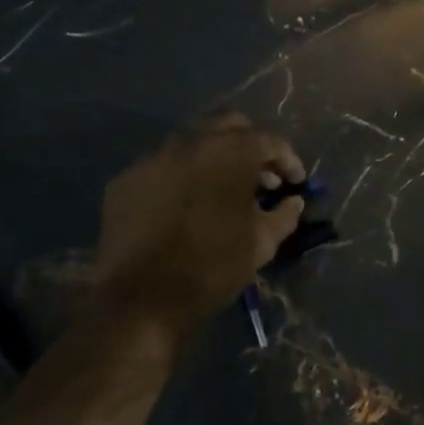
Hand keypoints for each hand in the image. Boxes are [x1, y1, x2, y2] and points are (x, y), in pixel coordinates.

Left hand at [87, 112, 306, 344]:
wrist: (141, 298)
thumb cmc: (213, 267)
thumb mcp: (261, 244)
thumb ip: (284, 216)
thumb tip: (294, 202)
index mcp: (229, 154)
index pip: (269, 142)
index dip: (288, 161)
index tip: (296, 182)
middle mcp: (190, 143)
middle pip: (229, 126)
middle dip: (250, 146)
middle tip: (261, 178)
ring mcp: (153, 158)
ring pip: (192, 142)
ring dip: (215, 158)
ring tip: (224, 191)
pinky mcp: (126, 179)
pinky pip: (163, 166)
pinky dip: (182, 177)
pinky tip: (187, 206)